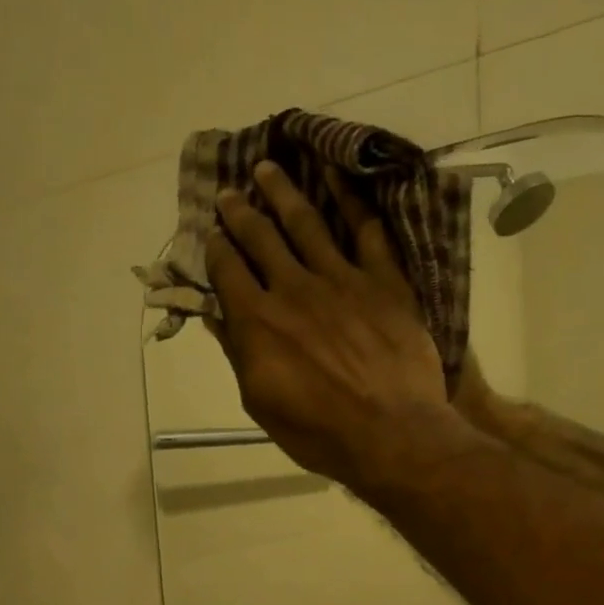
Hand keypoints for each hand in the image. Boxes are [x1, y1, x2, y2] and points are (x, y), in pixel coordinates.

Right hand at [205, 161, 471, 495]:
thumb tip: (217, 317)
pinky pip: (366, 231)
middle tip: (229, 193)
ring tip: (268, 170)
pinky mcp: (383, 282)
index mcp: (258, 322)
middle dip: (241, 212)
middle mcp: (293, 289)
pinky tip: (338, 177)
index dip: (215, 249)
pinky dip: (350, 200)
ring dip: (283, 192)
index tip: (211, 234)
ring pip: (305, 223)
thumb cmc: (321, 433)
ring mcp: (342, 279)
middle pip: (260, 238)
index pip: (227, 271)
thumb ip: (239, 356)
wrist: (392, 435)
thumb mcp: (262, 406)